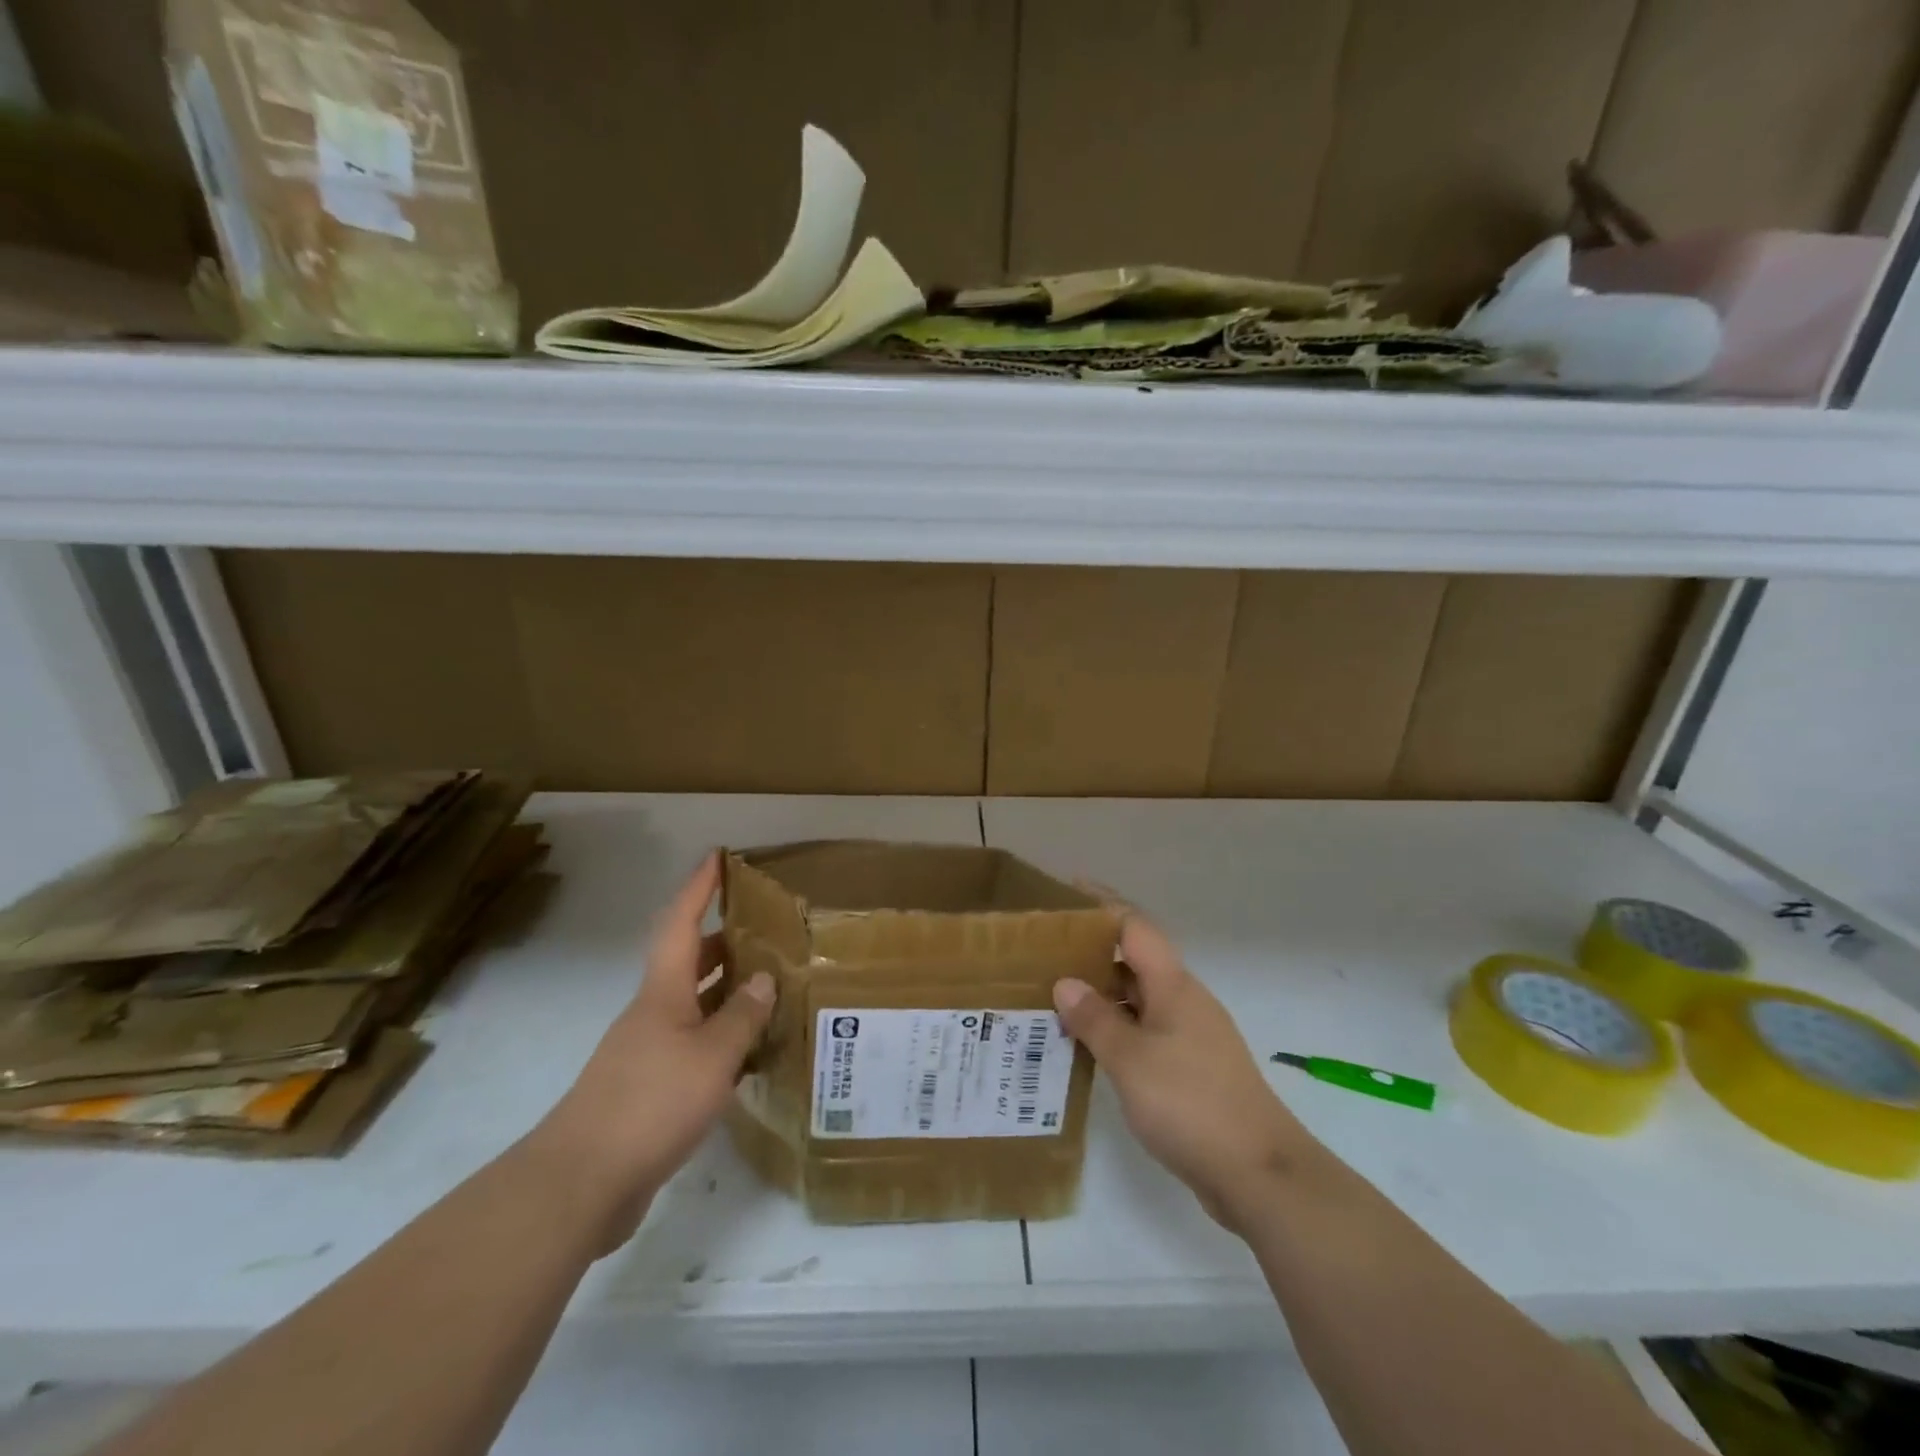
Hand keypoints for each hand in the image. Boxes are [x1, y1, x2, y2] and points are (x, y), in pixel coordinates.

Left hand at [534, 853, 774, 1249]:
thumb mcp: (712, 1056)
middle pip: (688, 961)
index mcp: (663, 992)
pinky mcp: (648, 1087)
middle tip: (766, 926)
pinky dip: (721, 1033)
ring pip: (693, 1004)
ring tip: (770, 981)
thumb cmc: (650, 1102)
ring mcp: (647, 1050)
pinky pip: (693, 1043)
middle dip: (723, 938)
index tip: (716, 856)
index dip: (698, 887)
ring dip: (726, 988)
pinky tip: (749, 1048)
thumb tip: (764, 979)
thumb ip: (742, 1015)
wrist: (581, 1183)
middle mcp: (653, 1012)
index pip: (681, 924)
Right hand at [1053, 911, 1313, 1230]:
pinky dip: (1115, 1030)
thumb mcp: (1131, 1060)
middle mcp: (1184, 1001)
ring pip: (1138, 1000)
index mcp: (1173, 986)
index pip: (1135, 927)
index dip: (1102, 905)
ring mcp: (1191, 1036)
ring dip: (1101, 996)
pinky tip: (1087, 1047)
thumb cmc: (1191, 1104)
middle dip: (1093, 953)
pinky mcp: (1192, 1069)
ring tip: (1053, 998)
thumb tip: (1066, 983)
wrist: (1260, 1174)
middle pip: (1135, 960)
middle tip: (1045, 953)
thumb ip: (1096, 1019)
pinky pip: (1145, 1033)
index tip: (1067, 892)